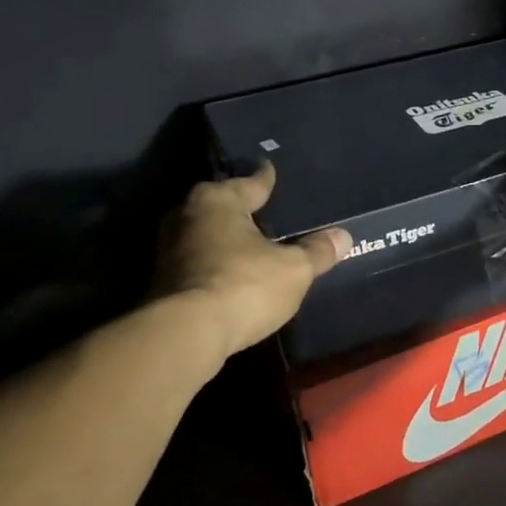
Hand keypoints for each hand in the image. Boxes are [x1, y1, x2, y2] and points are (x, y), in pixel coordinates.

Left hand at [151, 163, 351, 359]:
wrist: (185, 335)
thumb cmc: (243, 285)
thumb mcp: (294, 269)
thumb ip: (317, 251)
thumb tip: (343, 236)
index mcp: (218, 200)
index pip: (250, 183)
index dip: (266, 179)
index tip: (270, 170)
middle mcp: (187, 216)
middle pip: (223, 206)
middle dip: (242, 210)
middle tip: (266, 211)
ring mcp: (169, 250)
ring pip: (207, 235)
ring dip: (227, 240)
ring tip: (253, 245)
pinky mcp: (162, 282)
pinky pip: (199, 262)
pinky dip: (216, 265)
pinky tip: (233, 274)